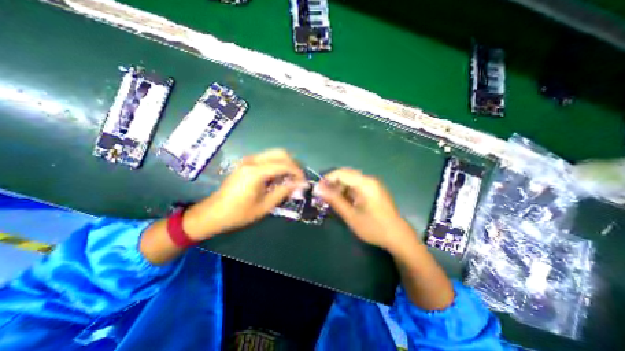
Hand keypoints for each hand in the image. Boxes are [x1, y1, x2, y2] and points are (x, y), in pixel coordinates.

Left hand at [183, 150, 306, 240]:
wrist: (214, 213)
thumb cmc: (239, 213)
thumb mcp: (265, 206)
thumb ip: (283, 191)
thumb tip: (299, 184)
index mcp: (255, 172)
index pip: (284, 165)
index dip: (297, 172)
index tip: (304, 182)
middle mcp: (252, 161)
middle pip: (280, 153)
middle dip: (293, 164)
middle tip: (298, 178)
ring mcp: (248, 160)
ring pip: (274, 153)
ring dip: (286, 163)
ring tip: (291, 178)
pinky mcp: (247, 163)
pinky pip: (267, 158)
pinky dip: (277, 164)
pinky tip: (279, 177)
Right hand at [318, 169, 412, 251]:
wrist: (398, 237)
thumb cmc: (374, 227)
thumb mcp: (351, 215)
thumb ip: (334, 200)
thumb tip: (319, 189)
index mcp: (364, 183)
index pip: (341, 173)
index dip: (327, 179)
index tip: (318, 190)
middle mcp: (369, 180)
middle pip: (346, 174)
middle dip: (333, 183)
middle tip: (324, 196)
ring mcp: (373, 184)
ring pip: (351, 180)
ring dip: (340, 187)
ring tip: (333, 200)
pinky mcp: (374, 190)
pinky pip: (357, 185)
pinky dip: (348, 191)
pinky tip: (344, 201)